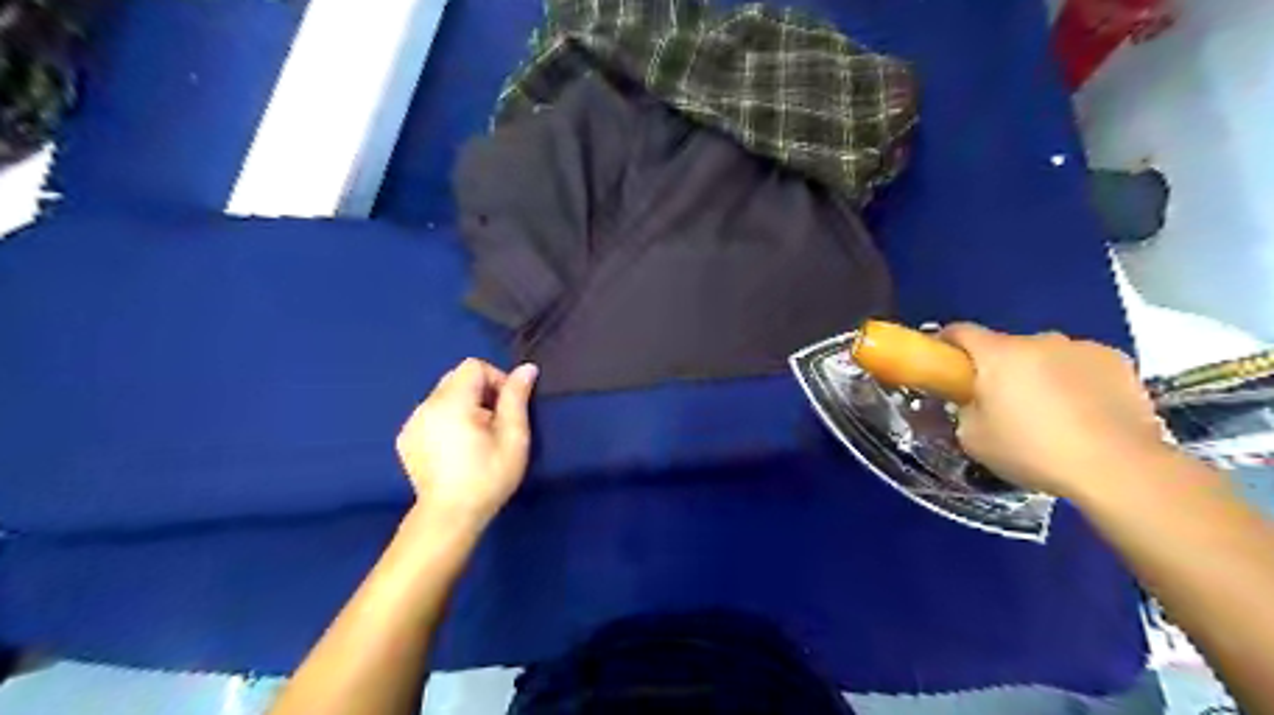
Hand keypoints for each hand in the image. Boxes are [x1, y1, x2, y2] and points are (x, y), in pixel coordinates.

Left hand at [398, 362, 537, 525]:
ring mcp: (412, 423)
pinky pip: (430, 415)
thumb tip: (527, 368)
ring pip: (443, 396)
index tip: (507, 409)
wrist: (450, 516)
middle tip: (494, 424)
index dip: (496, 380)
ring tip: (475, 439)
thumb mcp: (513, 437)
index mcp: (451, 401)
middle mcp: (425, 405)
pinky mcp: (405, 439)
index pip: (474, 366)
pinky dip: (446, 421)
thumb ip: (517, 397)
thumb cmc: (488, 476)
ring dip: (464, 407)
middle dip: (481, 393)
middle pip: (457, 378)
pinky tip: (455, 449)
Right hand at [933, 320, 1160, 497]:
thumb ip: (965, 410)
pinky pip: (1081, 366)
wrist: (1119, 468)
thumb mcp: (973, 438)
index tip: (944, 364)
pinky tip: (1083, 413)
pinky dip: (1075, 381)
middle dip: (999, 368)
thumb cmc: (1033, 451)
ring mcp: (1082, 347)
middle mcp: (1039, 339)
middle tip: (1000, 403)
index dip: (946, 344)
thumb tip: (972, 402)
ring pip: (1046, 355)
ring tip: (1049, 412)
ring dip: (1039, 373)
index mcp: (998, 354)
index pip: (960, 332)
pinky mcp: (1118, 362)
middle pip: (1006, 347)